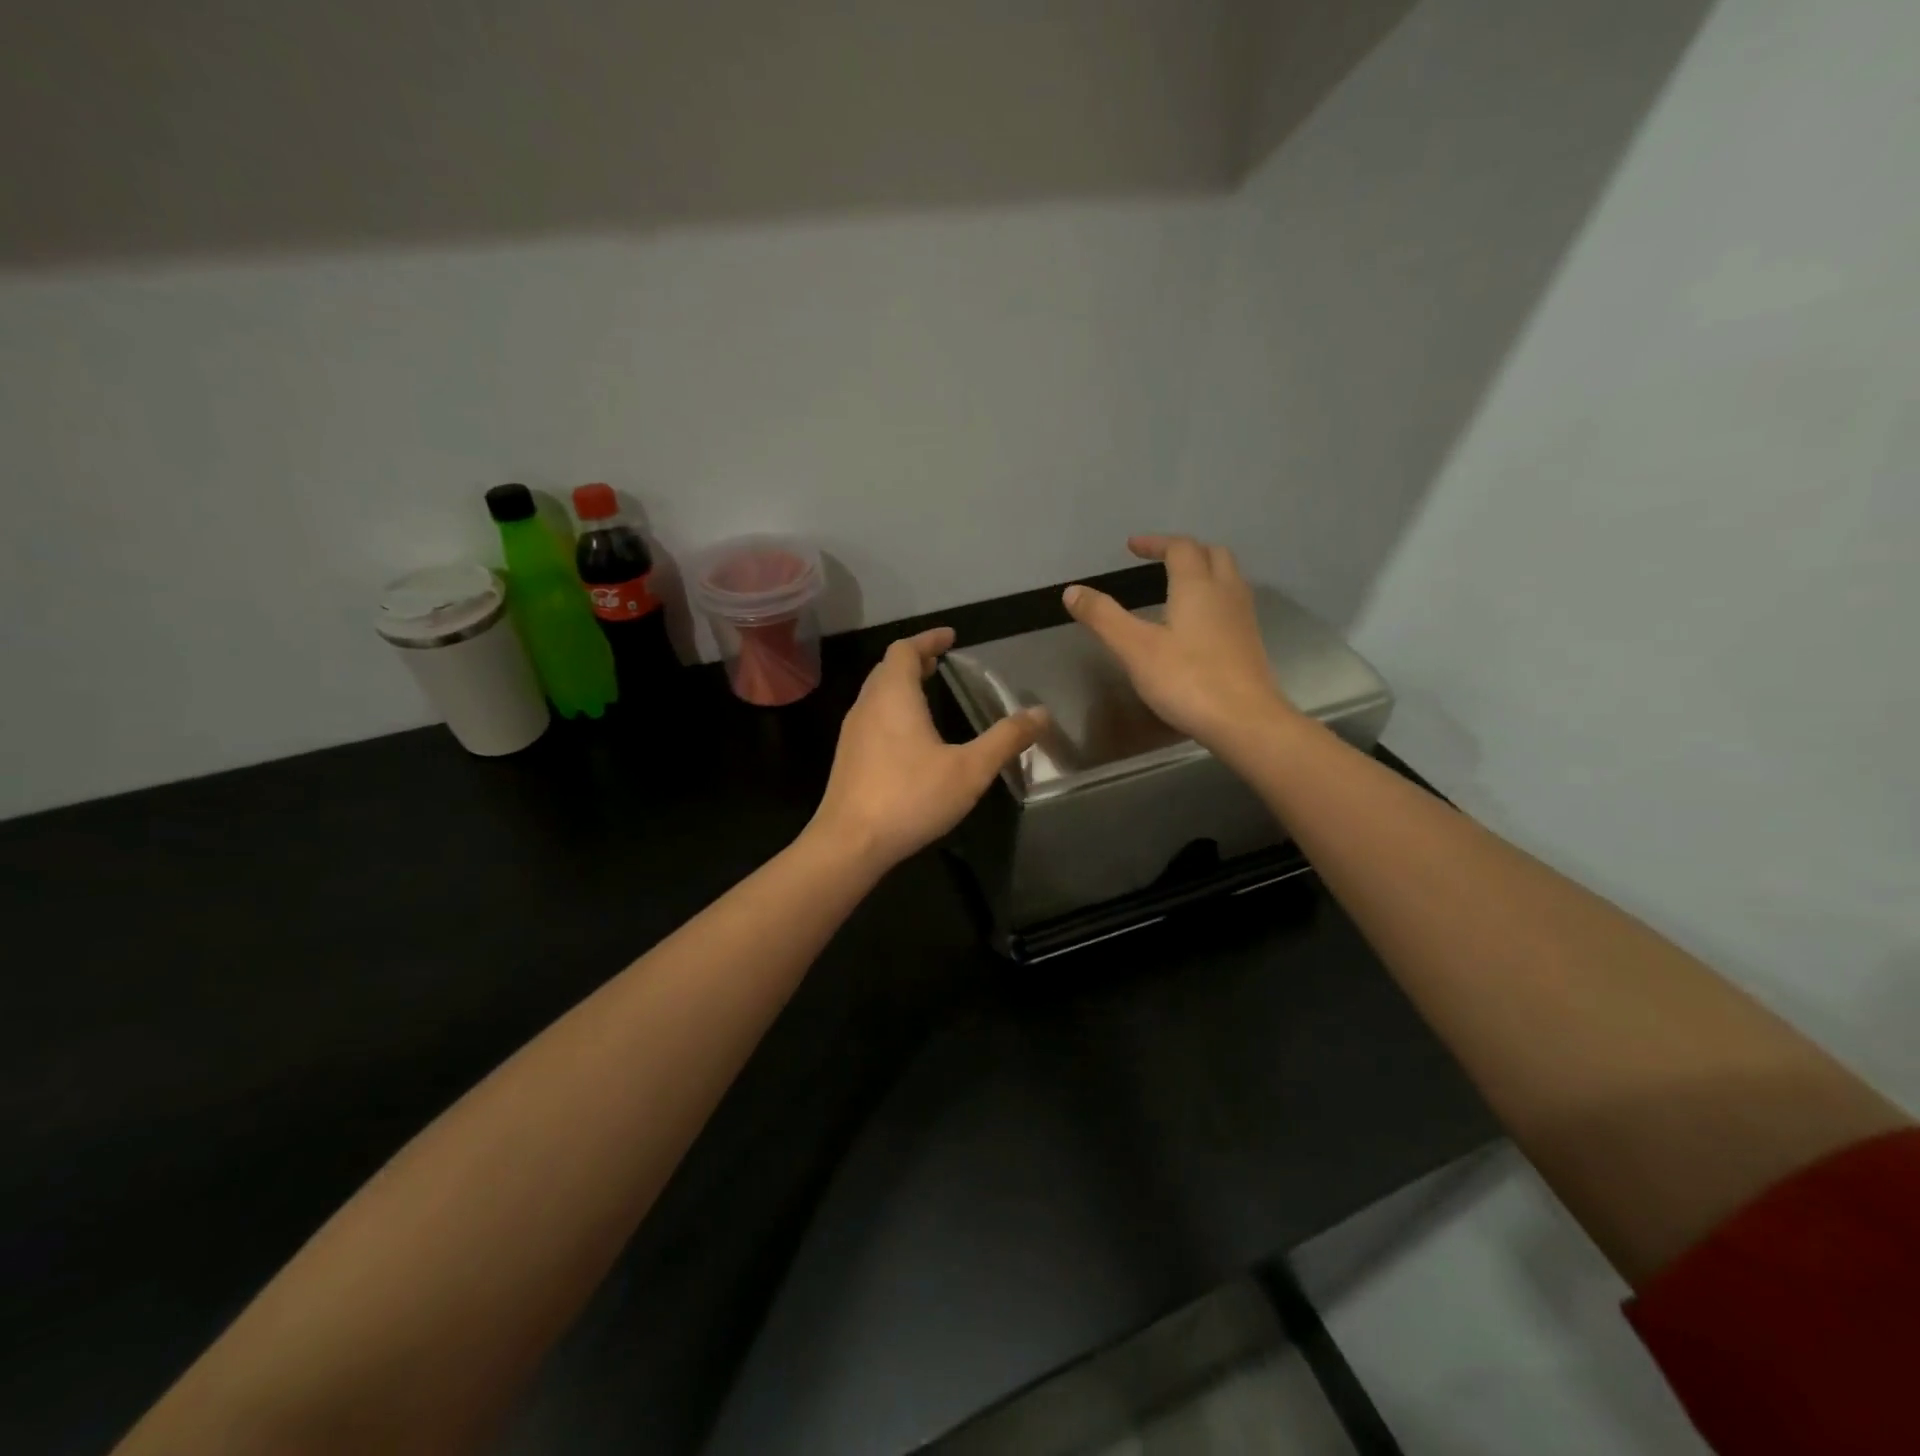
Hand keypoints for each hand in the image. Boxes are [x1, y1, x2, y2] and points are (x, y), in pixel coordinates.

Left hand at [807, 627, 1045, 871]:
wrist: (849, 843)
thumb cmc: (910, 797)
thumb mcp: (970, 770)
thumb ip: (1005, 739)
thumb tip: (1041, 713)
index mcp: (893, 696)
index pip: (905, 650)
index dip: (928, 639)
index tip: (950, 637)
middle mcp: (867, 706)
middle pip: (887, 669)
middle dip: (914, 660)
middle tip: (940, 663)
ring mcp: (852, 733)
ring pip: (876, 694)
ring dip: (901, 686)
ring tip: (928, 694)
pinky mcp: (847, 758)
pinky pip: (871, 718)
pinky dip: (892, 711)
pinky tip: (910, 737)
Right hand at [1064, 535, 1299, 752]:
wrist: (1245, 721)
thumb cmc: (1187, 680)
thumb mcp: (1135, 649)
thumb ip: (1103, 617)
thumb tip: (1072, 590)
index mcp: (1197, 586)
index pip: (1179, 548)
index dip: (1155, 543)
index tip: (1132, 547)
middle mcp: (1226, 592)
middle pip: (1212, 554)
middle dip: (1185, 551)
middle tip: (1159, 560)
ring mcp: (1243, 618)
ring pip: (1228, 578)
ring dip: (1203, 571)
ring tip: (1178, 586)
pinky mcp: (1250, 643)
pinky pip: (1232, 604)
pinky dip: (1213, 598)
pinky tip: (1198, 623)